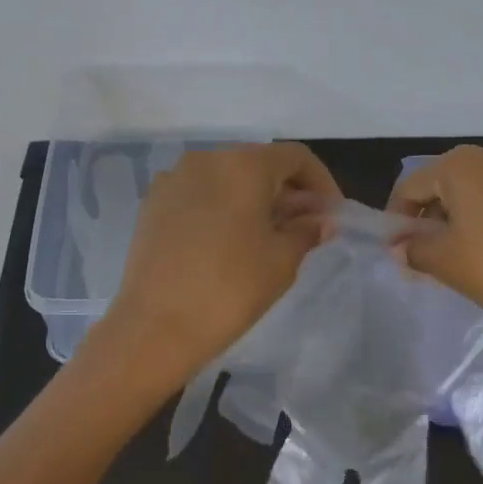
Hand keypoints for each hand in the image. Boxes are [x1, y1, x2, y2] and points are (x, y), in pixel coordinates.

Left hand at [89, 142, 341, 391]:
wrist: (155, 327)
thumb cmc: (230, 290)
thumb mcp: (281, 261)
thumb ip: (305, 231)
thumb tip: (320, 220)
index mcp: (243, 165)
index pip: (295, 157)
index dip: (321, 182)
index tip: (330, 213)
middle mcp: (206, 159)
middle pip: (258, 163)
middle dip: (286, 191)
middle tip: (303, 227)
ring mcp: (173, 179)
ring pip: (226, 177)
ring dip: (253, 198)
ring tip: (266, 235)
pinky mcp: (152, 203)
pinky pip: (198, 193)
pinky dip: (221, 206)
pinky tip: (227, 240)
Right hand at [386, 145, 482, 344]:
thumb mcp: (443, 261)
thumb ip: (413, 250)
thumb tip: (402, 247)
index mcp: (459, 164)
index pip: (410, 187)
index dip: (397, 219)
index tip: (397, 250)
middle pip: (444, 185)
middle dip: (430, 218)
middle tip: (426, 255)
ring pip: (476, 192)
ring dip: (460, 219)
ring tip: (460, 256)